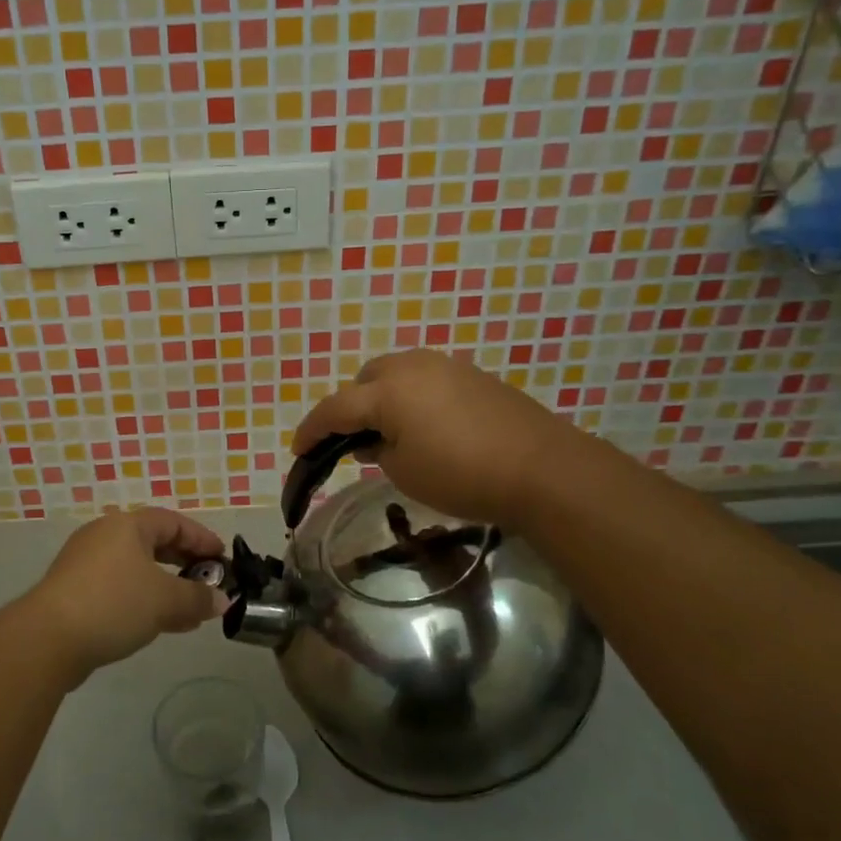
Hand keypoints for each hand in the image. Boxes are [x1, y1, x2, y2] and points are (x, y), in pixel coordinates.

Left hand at [21, 509, 229, 682]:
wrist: (47, 639)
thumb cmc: (113, 604)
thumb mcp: (165, 601)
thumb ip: (198, 598)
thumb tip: (222, 600)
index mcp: (127, 525)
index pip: (173, 522)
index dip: (202, 539)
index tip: (223, 560)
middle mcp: (104, 535)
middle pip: (153, 542)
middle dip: (184, 563)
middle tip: (208, 583)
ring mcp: (85, 563)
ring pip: (136, 568)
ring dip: (165, 586)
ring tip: (189, 611)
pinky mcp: (73, 590)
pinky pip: (118, 587)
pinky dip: (142, 598)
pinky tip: (157, 624)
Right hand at [291, 350, 565, 525]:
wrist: (542, 468)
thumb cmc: (462, 475)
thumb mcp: (404, 473)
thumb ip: (376, 452)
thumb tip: (372, 441)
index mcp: (387, 391)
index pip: (335, 408)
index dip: (312, 430)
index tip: (298, 450)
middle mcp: (412, 366)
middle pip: (365, 380)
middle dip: (351, 407)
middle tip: (353, 441)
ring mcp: (446, 365)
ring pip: (397, 374)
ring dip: (383, 398)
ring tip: (390, 433)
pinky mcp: (473, 375)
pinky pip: (426, 379)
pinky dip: (413, 397)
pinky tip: (426, 426)